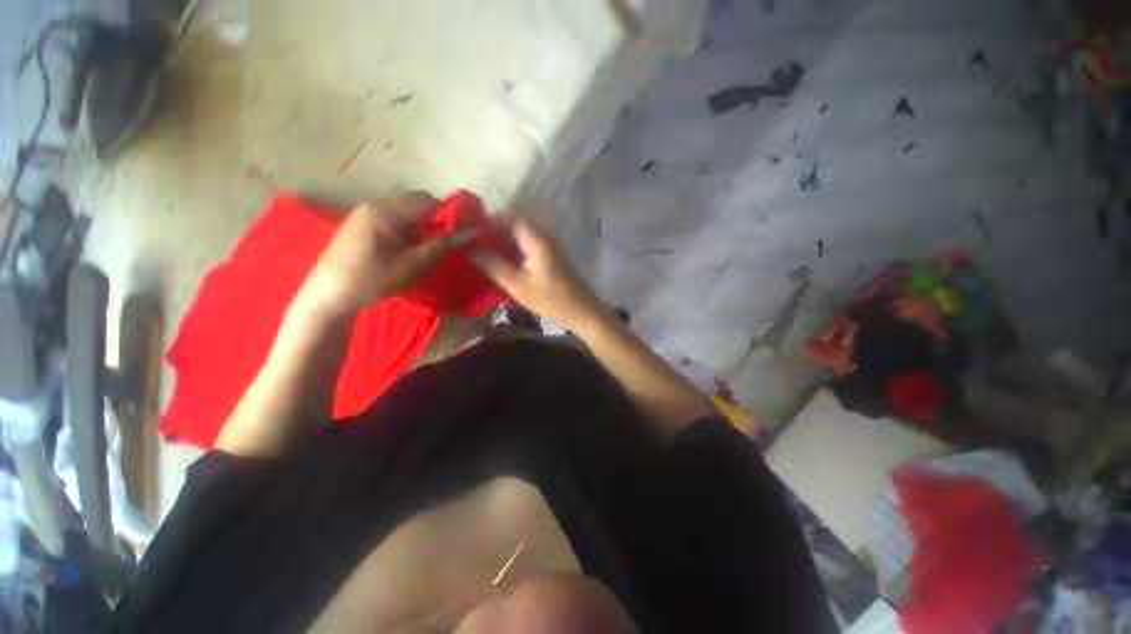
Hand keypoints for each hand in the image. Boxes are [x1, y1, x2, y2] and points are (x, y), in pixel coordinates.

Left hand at [301, 192, 469, 312]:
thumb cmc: (372, 279)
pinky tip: (406, 248)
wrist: (328, 294)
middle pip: (415, 202)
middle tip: (443, 243)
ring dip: (421, 225)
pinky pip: (392, 218)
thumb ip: (441, 246)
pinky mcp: (361, 223)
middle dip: (435, 219)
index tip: (460, 233)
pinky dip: (407, 228)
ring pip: (405, 210)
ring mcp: (365, 213)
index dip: (448, 214)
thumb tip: (470, 234)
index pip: (428, 200)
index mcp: (387, 211)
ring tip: (425, 248)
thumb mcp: (412, 265)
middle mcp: (375, 204)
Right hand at [473, 220, 602, 329]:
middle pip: (513, 224)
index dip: (487, 221)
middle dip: (492, 232)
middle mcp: (543, 236)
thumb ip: (493, 265)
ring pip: (520, 236)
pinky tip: (501, 263)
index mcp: (536, 239)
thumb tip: (470, 249)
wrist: (582, 311)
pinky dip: (513, 251)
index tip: (469, 232)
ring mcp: (548, 246)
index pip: (508, 217)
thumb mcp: (518, 286)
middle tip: (472, 246)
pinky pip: (527, 246)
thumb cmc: (551, 300)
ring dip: (502, 243)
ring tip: (482, 255)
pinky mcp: (550, 256)